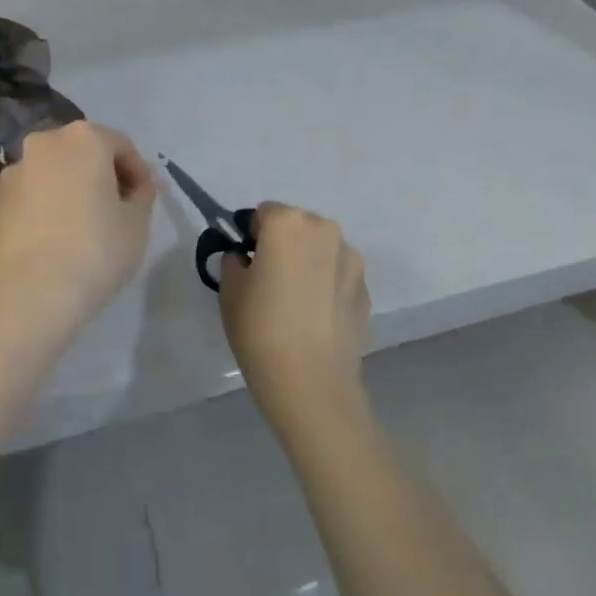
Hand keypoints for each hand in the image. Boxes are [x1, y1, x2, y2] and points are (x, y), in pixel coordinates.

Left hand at [0, 121, 155, 336]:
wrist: (25, 295)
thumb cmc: (93, 251)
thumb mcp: (136, 224)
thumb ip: (142, 195)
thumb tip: (137, 186)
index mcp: (84, 138)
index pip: (121, 146)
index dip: (138, 172)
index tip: (143, 201)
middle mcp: (44, 143)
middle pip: (83, 152)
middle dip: (102, 175)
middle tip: (117, 210)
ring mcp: (14, 170)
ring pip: (54, 172)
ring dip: (71, 189)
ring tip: (84, 227)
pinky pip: (32, 194)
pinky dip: (47, 206)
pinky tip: (55, 239)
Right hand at [218, 203, 369, 432]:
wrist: (311, 382)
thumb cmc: (260, 328)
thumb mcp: (229, 290)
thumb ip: (234, 262)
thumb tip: (245, 260)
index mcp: (287, 222)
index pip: (263, 213)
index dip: (252, 236)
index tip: (248, 264)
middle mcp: (324, 230)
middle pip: (297, 226)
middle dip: (283, 245)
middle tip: (270, 281)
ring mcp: (351, 259)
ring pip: (321, 250)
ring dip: (309, 263)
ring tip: (296, 303)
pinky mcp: (366, 289)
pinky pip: (338, 276)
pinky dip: (327, 287)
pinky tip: (315, 320)